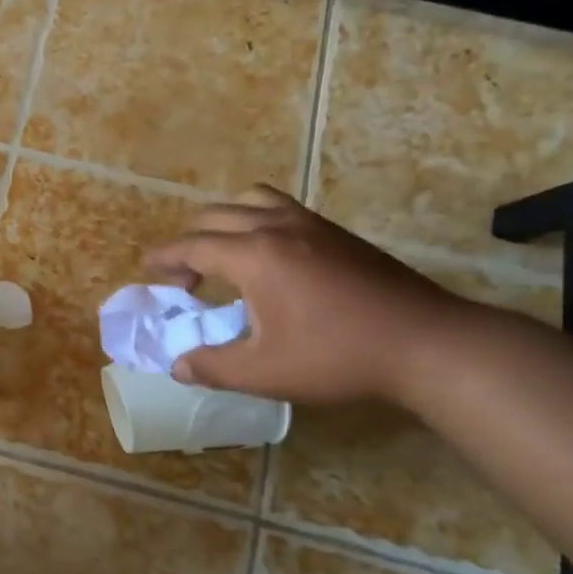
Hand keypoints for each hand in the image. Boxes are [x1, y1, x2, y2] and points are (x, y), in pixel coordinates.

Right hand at [143, 187, 470, 404]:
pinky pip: (281, 208)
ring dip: (225, 222)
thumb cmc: (337, 356)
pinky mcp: (337, 233)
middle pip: (215, 216)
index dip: (165, 257)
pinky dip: (256, 221)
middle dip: (189, 241)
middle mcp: (277, 227)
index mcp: (254, 255)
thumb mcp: (265, 372)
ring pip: (251, 201)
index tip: (147, 269)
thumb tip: (178, 366)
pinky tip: (269, 260)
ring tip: (224, 255)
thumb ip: (213, 367)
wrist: (425, 343)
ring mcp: (312, 224)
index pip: (193, 245)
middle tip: (184, 276)